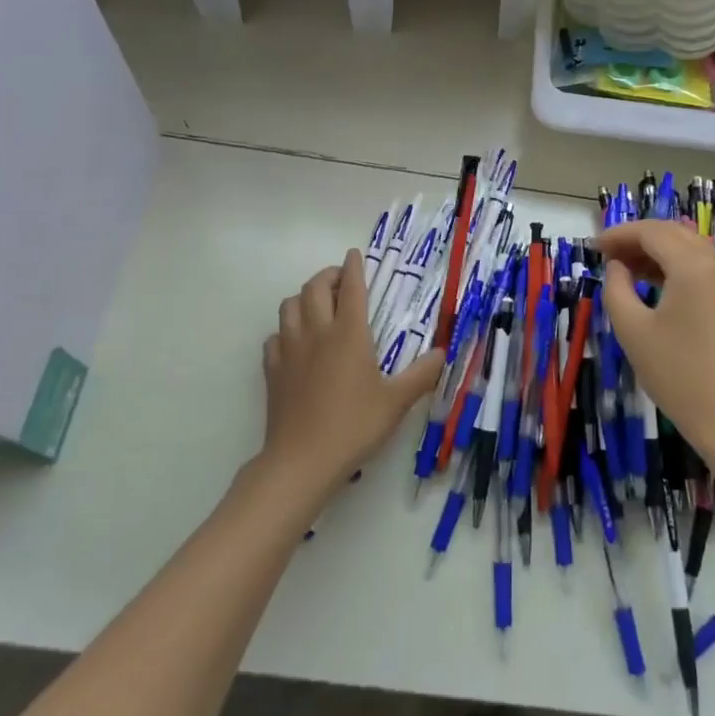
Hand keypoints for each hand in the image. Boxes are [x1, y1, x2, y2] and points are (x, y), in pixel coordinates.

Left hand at [259, 250, 440, 497]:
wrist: (302, 461)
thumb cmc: (354, 425)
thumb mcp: (396, 402)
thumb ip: (421, 374)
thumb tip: (442, 353)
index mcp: (349, 333)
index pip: (350, 287)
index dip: (354, 267)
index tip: (356, 254)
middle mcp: (316, 332)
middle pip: (314, 287)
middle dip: (327, 276)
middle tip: (340, 281)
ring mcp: (289, 349)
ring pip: (289, 305)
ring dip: (303, 297)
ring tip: (318, 306)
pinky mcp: (272, 370)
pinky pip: (275, 336)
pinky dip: (285, 330)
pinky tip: (296, 343)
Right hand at [595, 221, 714, 466]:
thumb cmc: (678, 374)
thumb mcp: (633, 331)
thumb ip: (616, 289)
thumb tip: (617, 267)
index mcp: (693, 265)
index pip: (651, 232)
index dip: (619, 235)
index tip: (593, 248)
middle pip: (673, 234)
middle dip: (637, 239)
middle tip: (607, 255)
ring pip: (690, 249)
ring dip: (657, 252)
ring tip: (626, 269)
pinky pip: (703, 268)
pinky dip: (676, 267)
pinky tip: (655, 284)